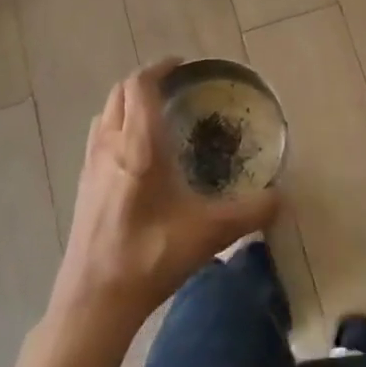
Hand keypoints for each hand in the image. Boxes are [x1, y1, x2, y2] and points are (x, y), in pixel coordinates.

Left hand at [51, 60, 279, 333]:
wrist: (93, 301)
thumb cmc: (149, 257)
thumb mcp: (208, 234)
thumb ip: (250, 212)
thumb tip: (282, 198)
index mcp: (137, 145)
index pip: (140, 86)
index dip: (159, 68)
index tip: (183, 65)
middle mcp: (109, 146)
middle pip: (120, 93)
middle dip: (145, 82)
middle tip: (176, 88)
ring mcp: (91, 166)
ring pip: (105, 114)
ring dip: (127, 104)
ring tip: (157, 115)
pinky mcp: (83, 187)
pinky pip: (99, 138)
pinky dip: (117, 128)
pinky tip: (137, 156)